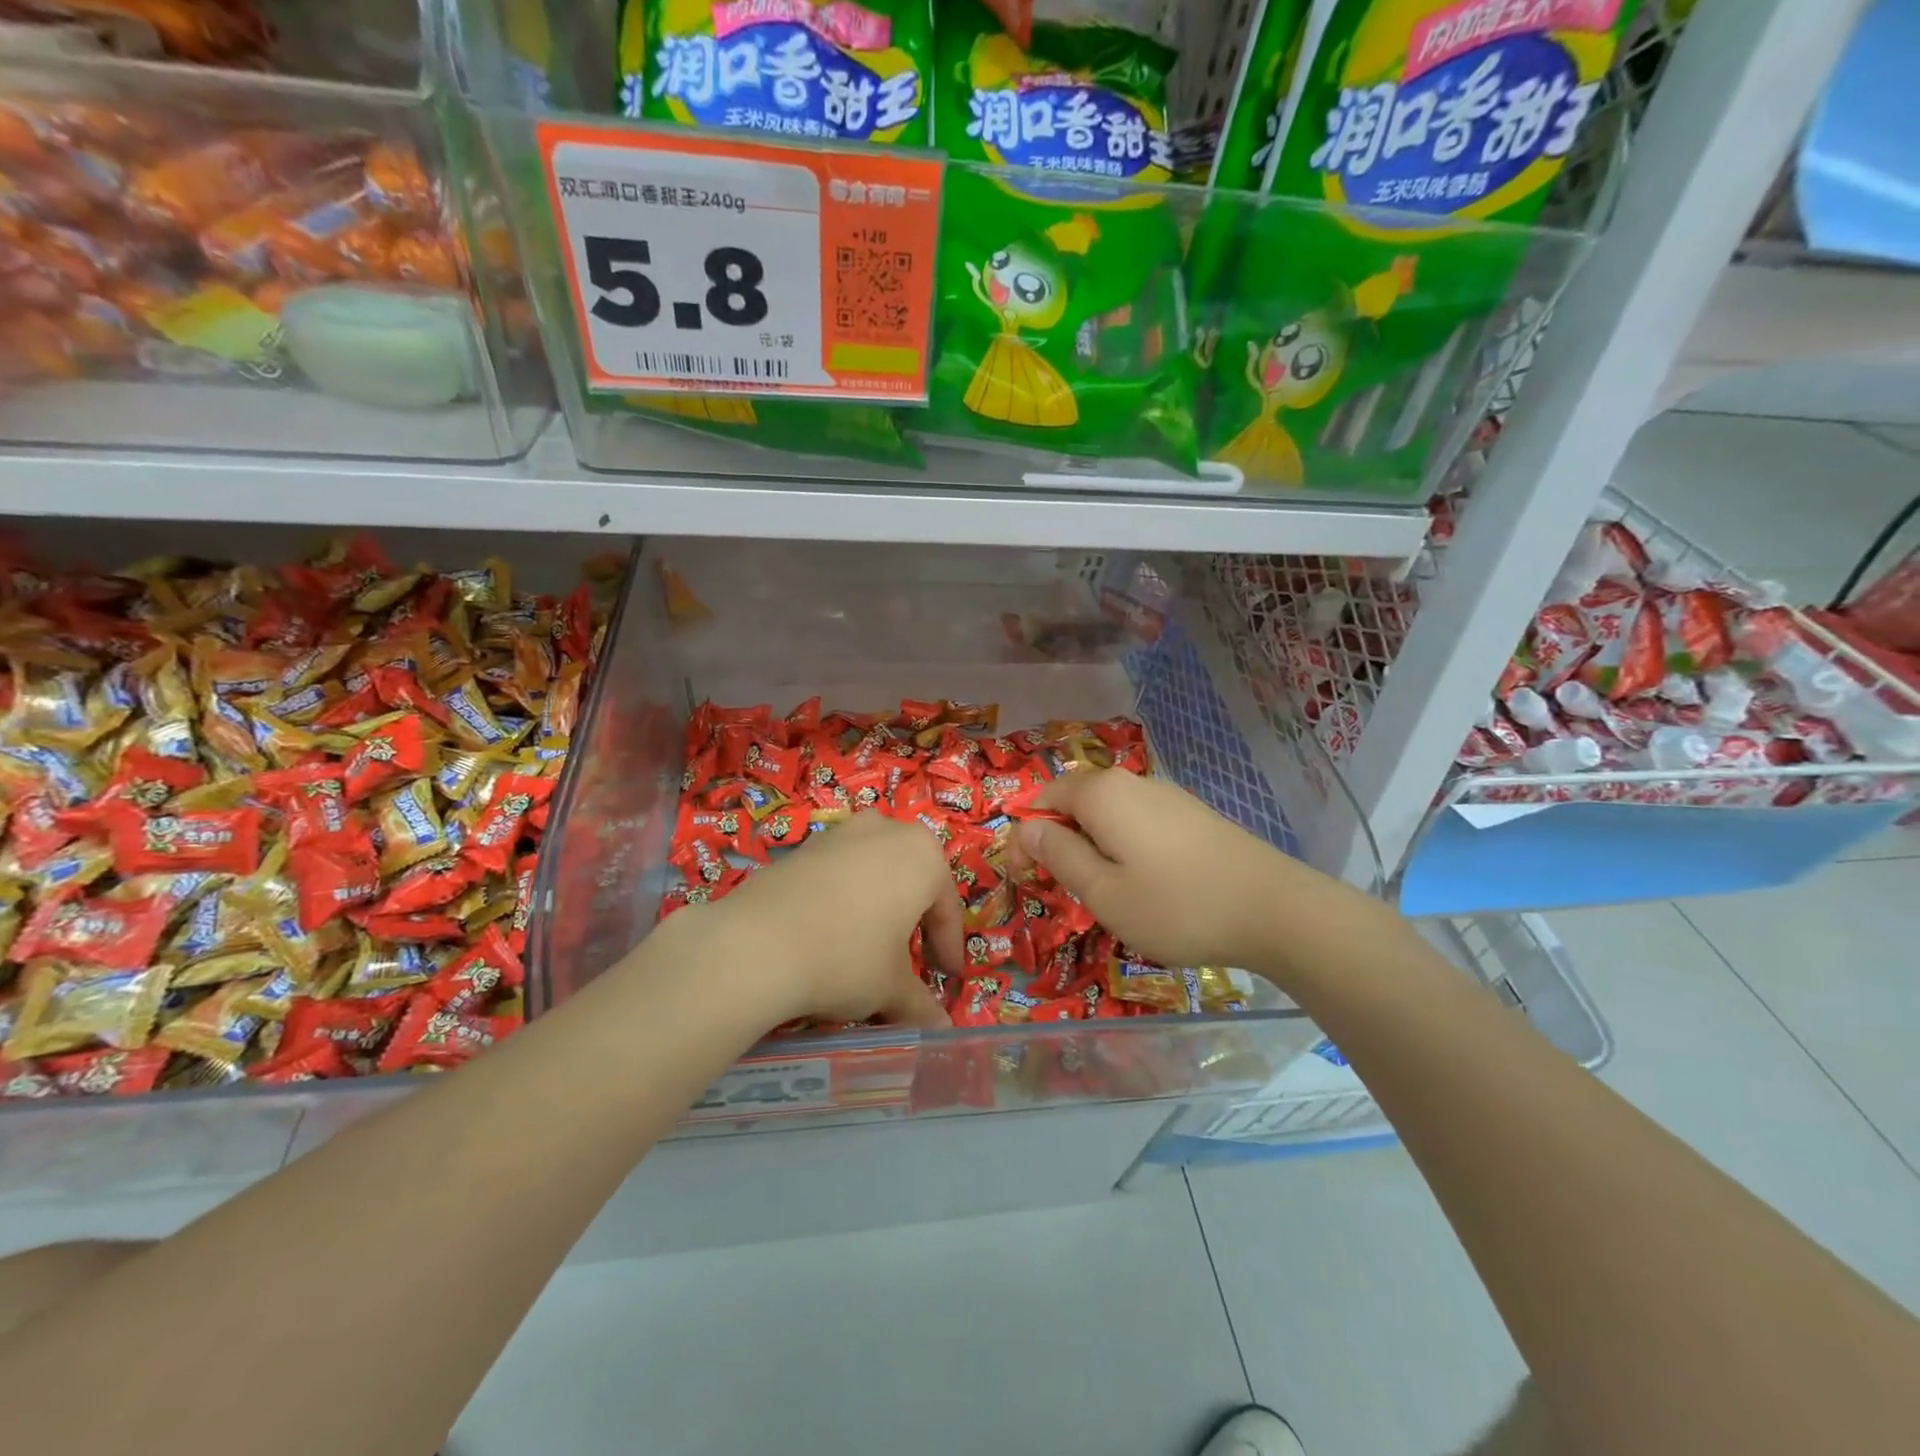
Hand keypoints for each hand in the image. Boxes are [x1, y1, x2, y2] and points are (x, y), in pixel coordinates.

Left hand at [699, 811, 961, 1029]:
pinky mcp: (803, 846)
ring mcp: (841, 833)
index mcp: (923, 854)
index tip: (947, 979)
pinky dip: (844, 900)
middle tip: (911, 960)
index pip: (947, 908)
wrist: (755, 944)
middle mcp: (886, 830)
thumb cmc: (846, 958)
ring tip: (869, 948)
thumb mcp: (891, 988)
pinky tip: (829, 934)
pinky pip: (839, 873)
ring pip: (874, 873)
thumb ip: (921, 1004)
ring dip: (879, 908)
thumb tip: (940, 1029)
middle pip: (912, 881)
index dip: (948, 948)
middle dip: (914, 920)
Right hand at [1010, 770, 1300, 971]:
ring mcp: (1167, 796)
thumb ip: (1058, 856)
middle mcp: (1132, 782)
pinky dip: (1125, 847)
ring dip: (1093, 846)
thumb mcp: (1103, 892)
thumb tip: (1025, 829)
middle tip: (1065, 889)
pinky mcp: (1193, 815)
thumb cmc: (1176, 905)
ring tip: (1105, 892)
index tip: (1025, 877)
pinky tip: (1146, 884)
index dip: (1026, 834)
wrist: (1275, 910)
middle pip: (1077, 802)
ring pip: (1110, 814)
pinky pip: (1140, 823)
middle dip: (1060, 840)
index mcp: (1102, 794)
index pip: (1043, 798)